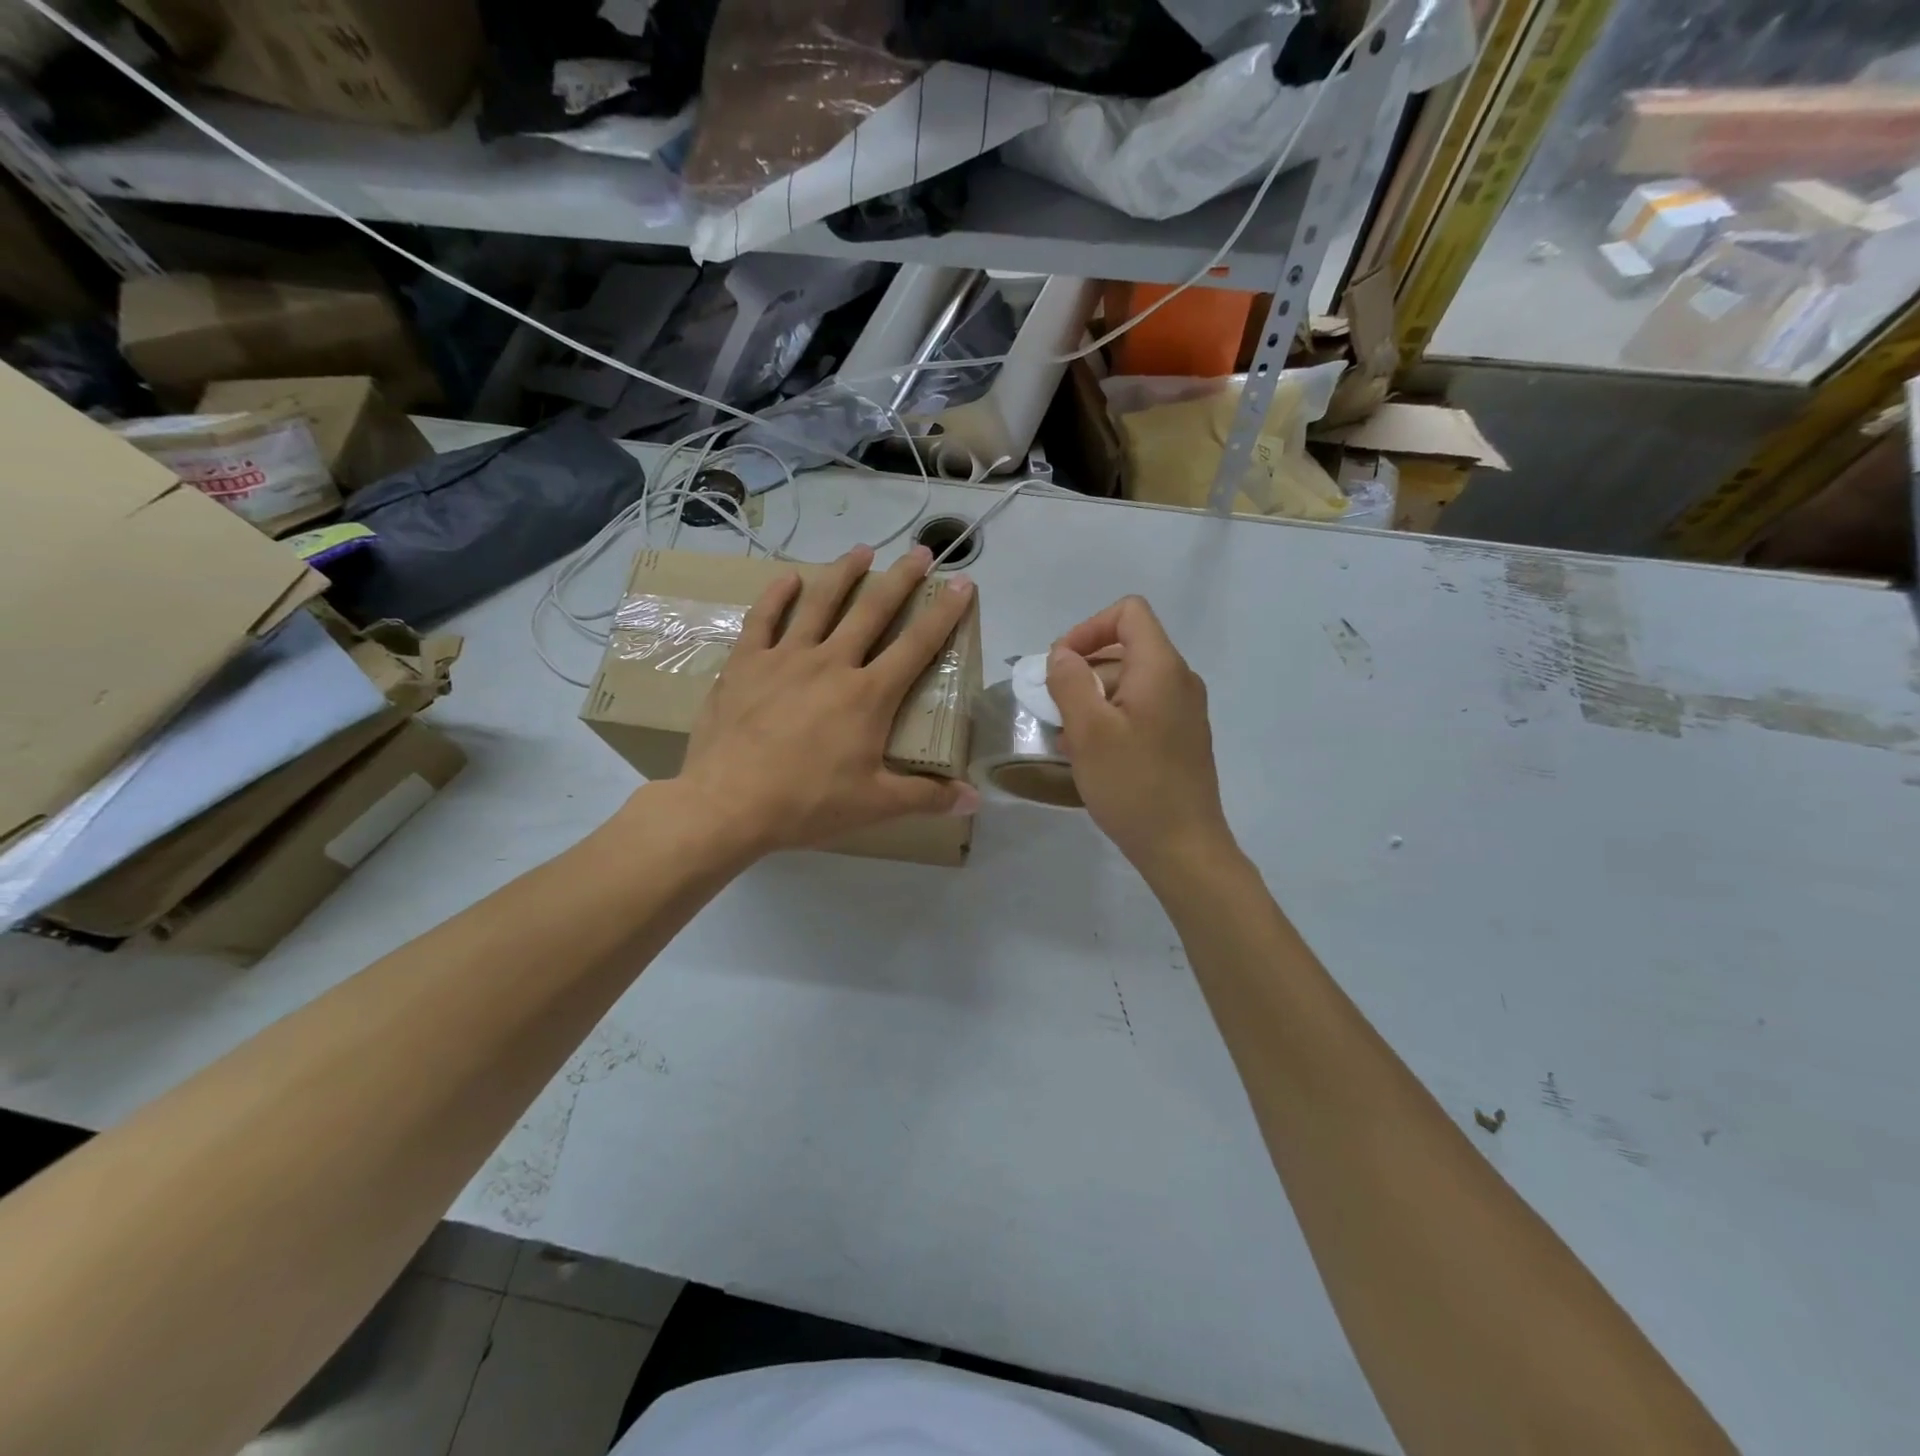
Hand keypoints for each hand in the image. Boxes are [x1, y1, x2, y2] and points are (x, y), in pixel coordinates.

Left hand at [678, 545, 978, 857]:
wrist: (728, 803)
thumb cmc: (807, 803)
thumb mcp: (874, 804)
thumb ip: (926, 797)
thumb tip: (974, 801)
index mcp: (869, 694)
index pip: (917, 645)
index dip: (944, 613)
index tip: (962, 584)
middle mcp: (832, 663)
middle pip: (873, 610)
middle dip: (901, 579)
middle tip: (920, 552)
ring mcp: (786, 658)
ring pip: (820, 602)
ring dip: (844, 573)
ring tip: (862, 550)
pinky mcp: (746, 663)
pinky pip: (764, 618)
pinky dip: (777, 595)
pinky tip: (788, 577)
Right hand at [1046, 597, 1233, 881]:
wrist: (1183, 847)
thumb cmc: (1133, 785)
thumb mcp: (1088, 731)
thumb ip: (1069, 682)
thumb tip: (1062, 655)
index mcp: (1161, 668)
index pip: (1128, 613)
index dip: (1088, 628)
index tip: (1060, 665)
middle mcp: (1179, 680)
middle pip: (1125, 649)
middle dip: (1083, 671)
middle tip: (1055, 709)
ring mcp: (1184, 710)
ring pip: (1129, 683)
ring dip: (1093, 700)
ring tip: (1068, 739)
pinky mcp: (1181, 737)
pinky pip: (1141, 710)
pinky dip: (1111, 719)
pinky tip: (1091, 755)